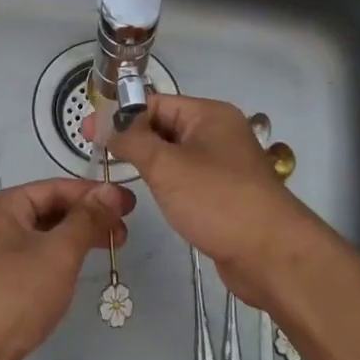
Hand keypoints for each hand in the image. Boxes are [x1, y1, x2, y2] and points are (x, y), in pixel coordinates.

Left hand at [0, 177, 134, 359]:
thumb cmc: (11, 294)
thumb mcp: (57, 253)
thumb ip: (86, 220)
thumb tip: (110, 191)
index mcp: (0, 207)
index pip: (53, 188)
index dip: (93, 194)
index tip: (129, 203)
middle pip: (46, 212)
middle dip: (86, 219)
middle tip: (123, 232)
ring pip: (40, 241)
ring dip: (73, 242)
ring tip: (108, 251)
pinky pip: (31, 266)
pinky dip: (56, 265)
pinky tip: (74, 277)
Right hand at [102, 94, 326, 310]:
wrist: (272, 255)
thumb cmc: (217, 200)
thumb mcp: (166, 166)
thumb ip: (133, 141)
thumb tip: (109, 126)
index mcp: (209, 114)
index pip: (155, 103)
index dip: (120, 115)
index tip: (88, 132)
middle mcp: (218, 133)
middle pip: (165, 126)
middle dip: (132, 138)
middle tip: (97, 154)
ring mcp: (224, 164)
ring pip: (175, 154)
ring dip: (148, 162)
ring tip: (116, 173)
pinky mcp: (225, 194)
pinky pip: (187, 178)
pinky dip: (166, 182)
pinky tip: (150, 195)